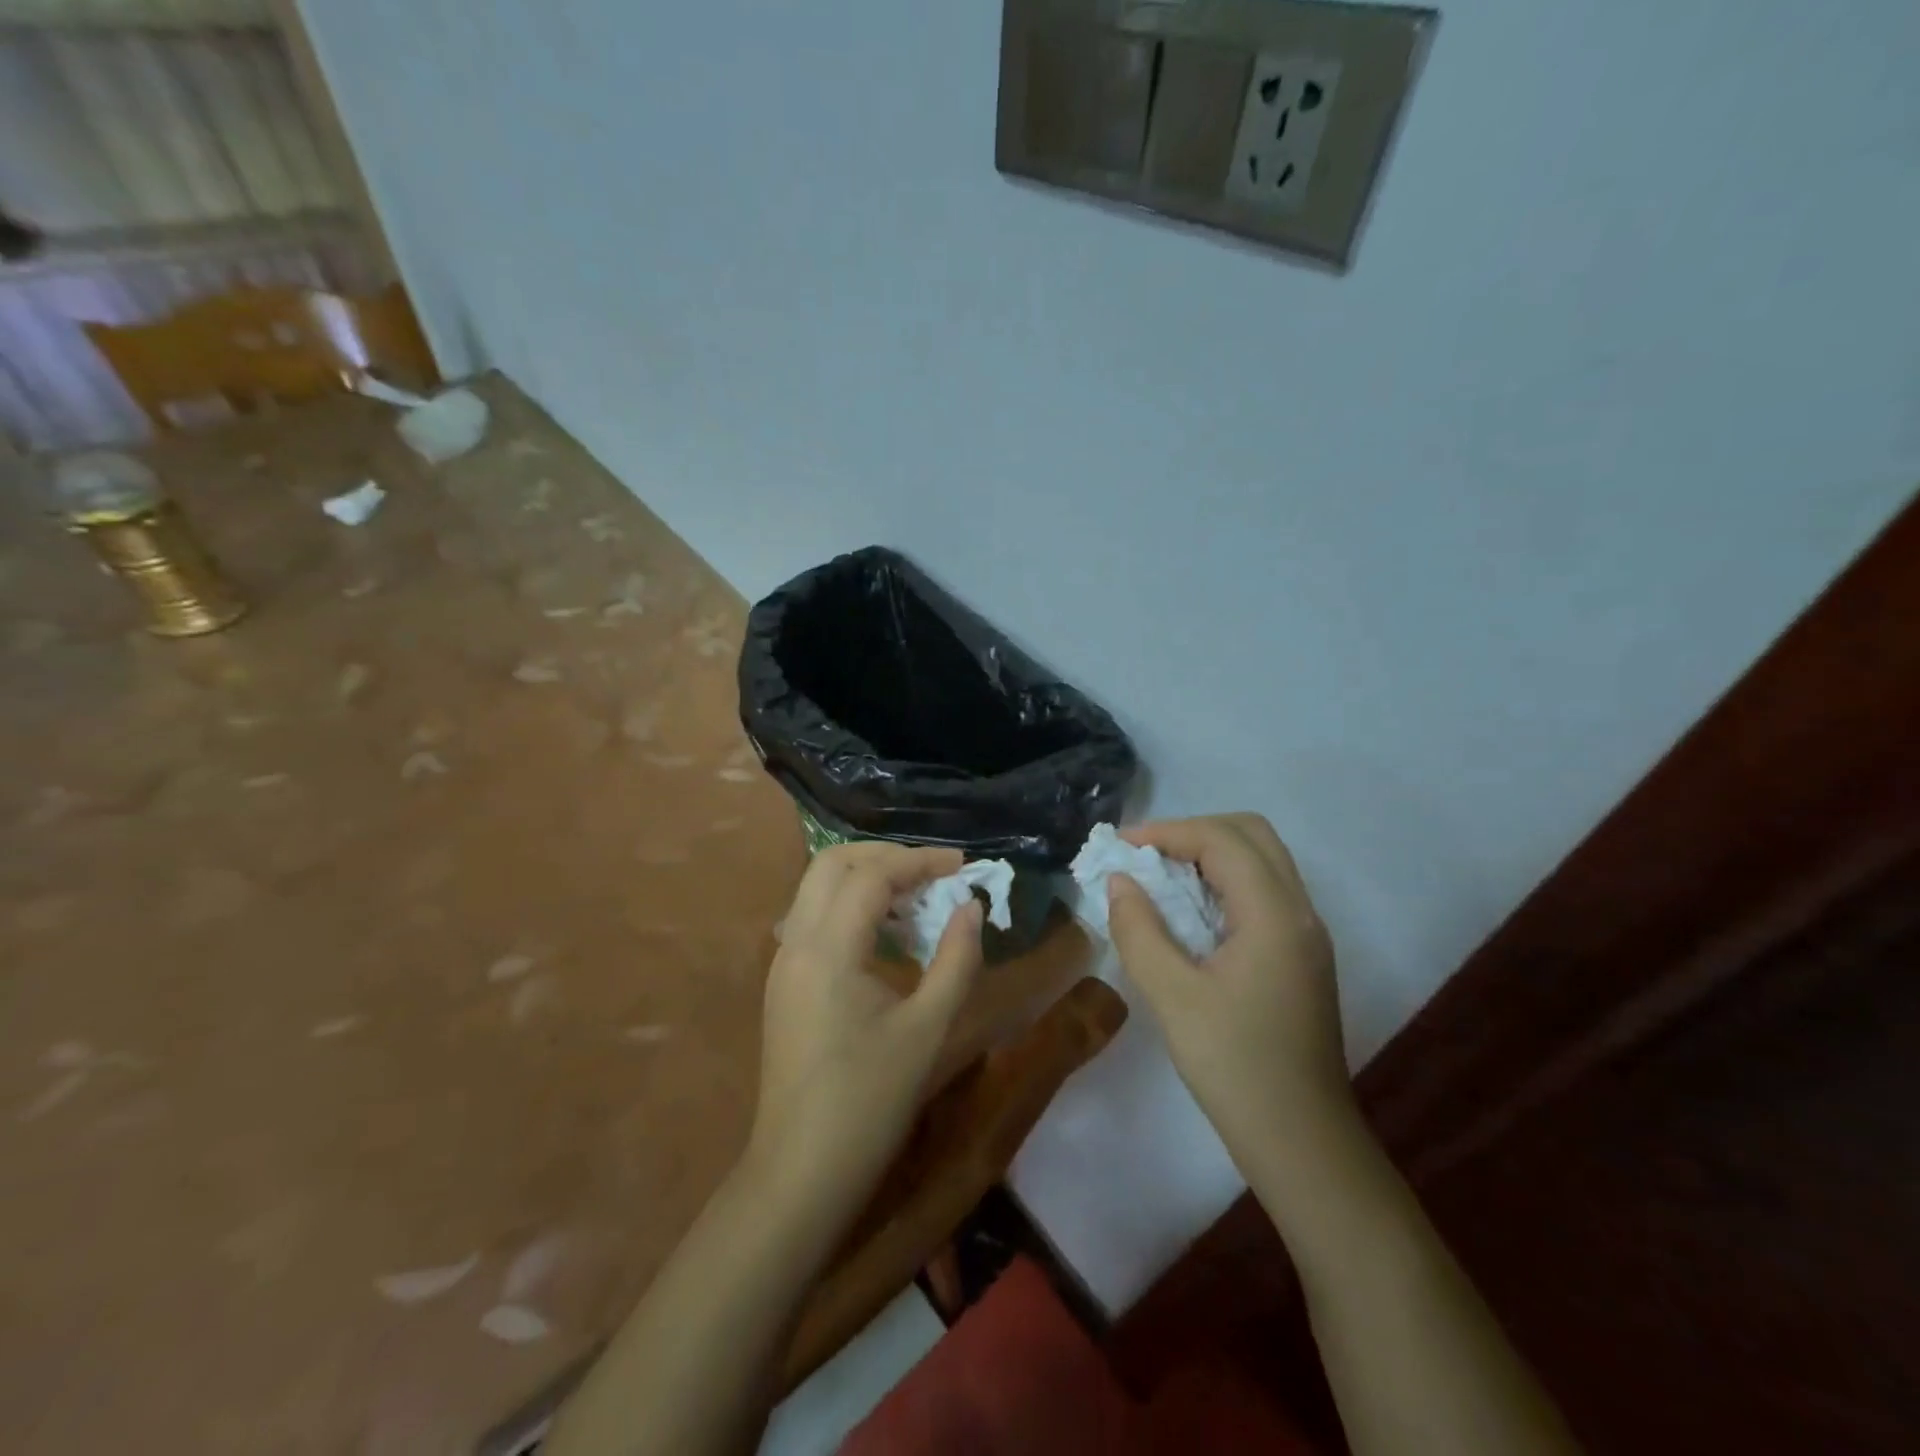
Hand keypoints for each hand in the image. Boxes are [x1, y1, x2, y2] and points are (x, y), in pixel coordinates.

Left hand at [749, 842, 983, 1203]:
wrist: (800, 1171)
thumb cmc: (869, 1102)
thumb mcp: (927, 1030)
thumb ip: (955, 960)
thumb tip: (971, 907)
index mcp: (828, 950)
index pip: (872, 875)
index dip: (920, 861)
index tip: (963, 866)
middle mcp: (796, 942)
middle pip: (833, 863)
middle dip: (886, 856)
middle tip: (934, 872)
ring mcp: (783, 961)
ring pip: (817, 886)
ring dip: (866, 877)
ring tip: (917, 898)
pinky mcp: (784, 980)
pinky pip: (813, 916)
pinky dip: (849, 904)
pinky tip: (886, 931)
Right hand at [1108, 814, 1349, 1159]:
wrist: (1303, 1143)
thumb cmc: (1235, 1068)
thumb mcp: (1173, 997)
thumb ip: (1139, 930)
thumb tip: (1119, 882)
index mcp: (1274, 914)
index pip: (1222, 840)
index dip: (1167, 832)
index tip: (1120, 847)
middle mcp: (1300, 911)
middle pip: (1251, 835)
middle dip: (1193, 832)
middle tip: (1145, 857)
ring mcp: (1306, 934)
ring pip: (1261, 861)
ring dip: (1209, 855)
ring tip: (1159, 879)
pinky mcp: (1301, 956)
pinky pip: (1263, 892)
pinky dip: (1223, 882)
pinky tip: (1189, 914)